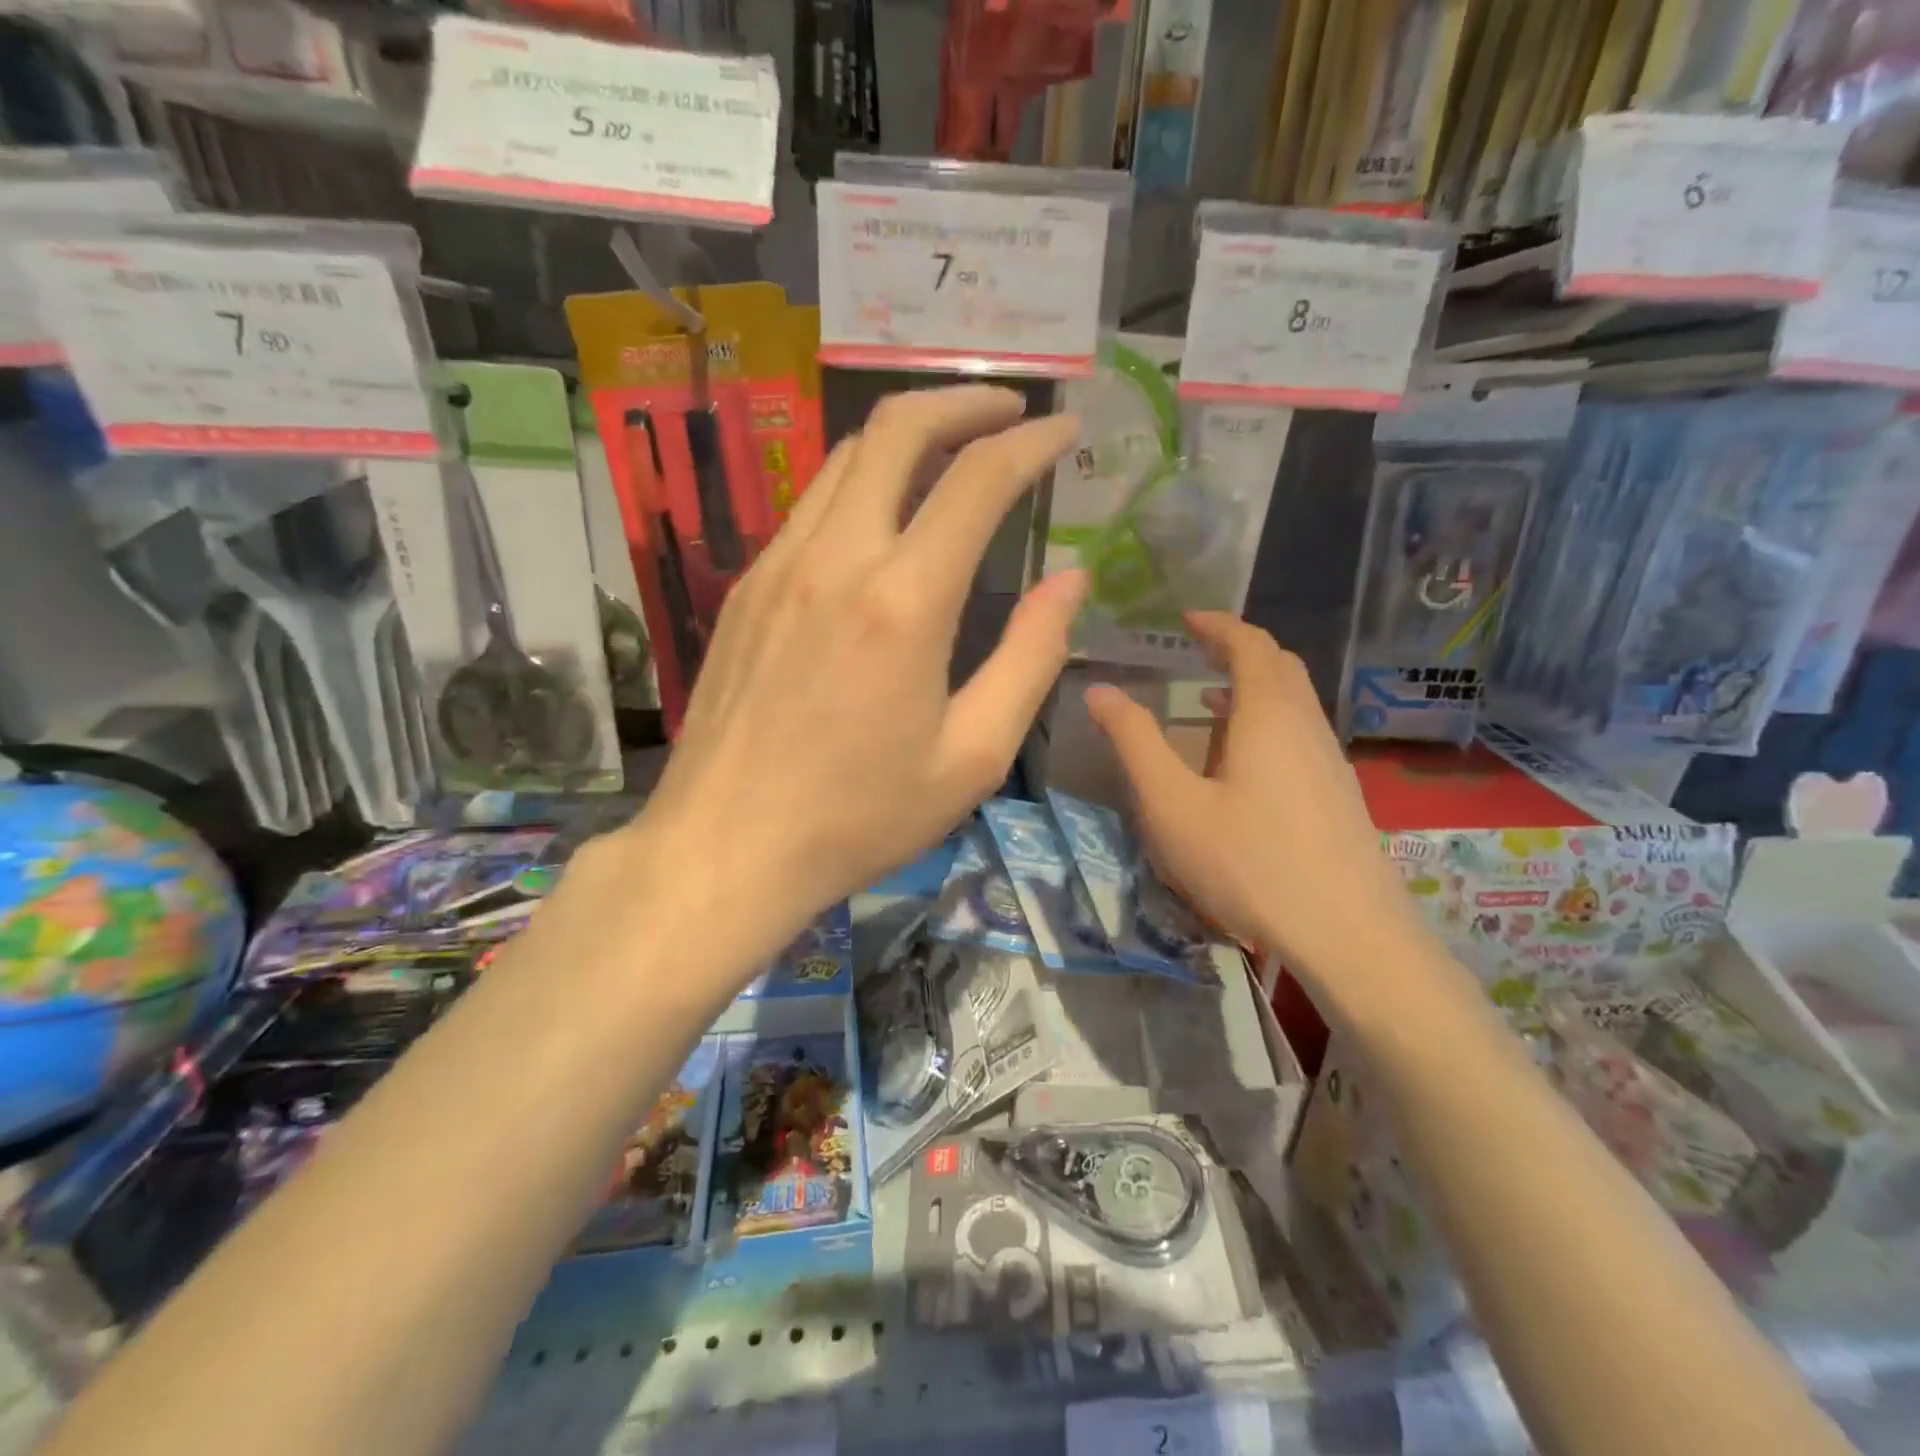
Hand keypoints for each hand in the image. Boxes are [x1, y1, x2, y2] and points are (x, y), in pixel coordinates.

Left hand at [622, 385, 1084, 969]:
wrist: (725, 847)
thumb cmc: (860, 817)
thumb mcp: (972, 756)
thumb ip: (1031, 658)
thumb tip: (1072, 581)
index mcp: (903, 603)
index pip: (977, 479)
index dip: (1031, 442)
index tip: (1065, 430)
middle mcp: (835, 559)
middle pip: (896, 429)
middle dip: (963, 401)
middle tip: (1009, 411)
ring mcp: (777, 566)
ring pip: (845, 458)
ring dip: (907, 437)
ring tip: (953, 451)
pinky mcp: (745, 587)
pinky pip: (811, 506)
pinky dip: (861, 484)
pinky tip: (884, 519)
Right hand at [1084, 611, 1430, 989]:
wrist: (1348, 935)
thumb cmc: (1250, 863)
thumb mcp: (1173, 804)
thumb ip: (1134, 742)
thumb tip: (1099, 690)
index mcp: (1269, 714)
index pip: (1250, 643)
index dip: (1218, 624)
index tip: (1185, 618)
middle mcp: (1307, 725)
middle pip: (1279, 666)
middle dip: (1237, 650)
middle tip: (1196, 654)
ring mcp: (1330, 762)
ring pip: (1293, 703)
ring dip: (1252, 690)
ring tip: (1207, 707)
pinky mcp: (1338, 795)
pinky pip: (1300, 736)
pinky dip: (1266, 724)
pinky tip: (1240, 766)